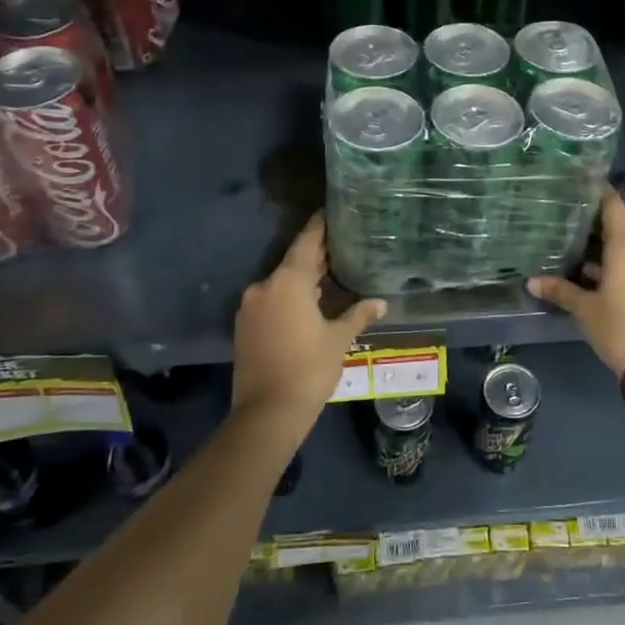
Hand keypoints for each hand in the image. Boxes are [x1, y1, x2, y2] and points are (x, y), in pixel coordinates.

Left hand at [232, 214, 386, 440]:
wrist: (267, 413)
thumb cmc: (309, 369)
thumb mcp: (339, 339)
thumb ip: (358, 314)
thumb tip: (380, 302)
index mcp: (289, 282)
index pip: (307, 242)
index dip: (319, 226)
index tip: (330, 211)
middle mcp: (265, 286)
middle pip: (294, 262)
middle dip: (316, 256)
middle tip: (342, 246)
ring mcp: (251, 306)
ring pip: (281, 282)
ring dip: (303, 279)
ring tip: (331, 275)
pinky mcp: (244, 326)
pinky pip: (271, 300)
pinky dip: (289, 297)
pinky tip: (309, 303)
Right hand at [527, 187, 624, 374]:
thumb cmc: (619, 327)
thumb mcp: (585, 309)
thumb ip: (560, 290)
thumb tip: (531, 282)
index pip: (614, 206)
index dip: (599, 193)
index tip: (582, 184)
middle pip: (619, 230)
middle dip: (594, 230)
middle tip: (567, 227)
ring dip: (606, 253)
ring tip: (576, 256)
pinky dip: (618, 267)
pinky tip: (596, 278)